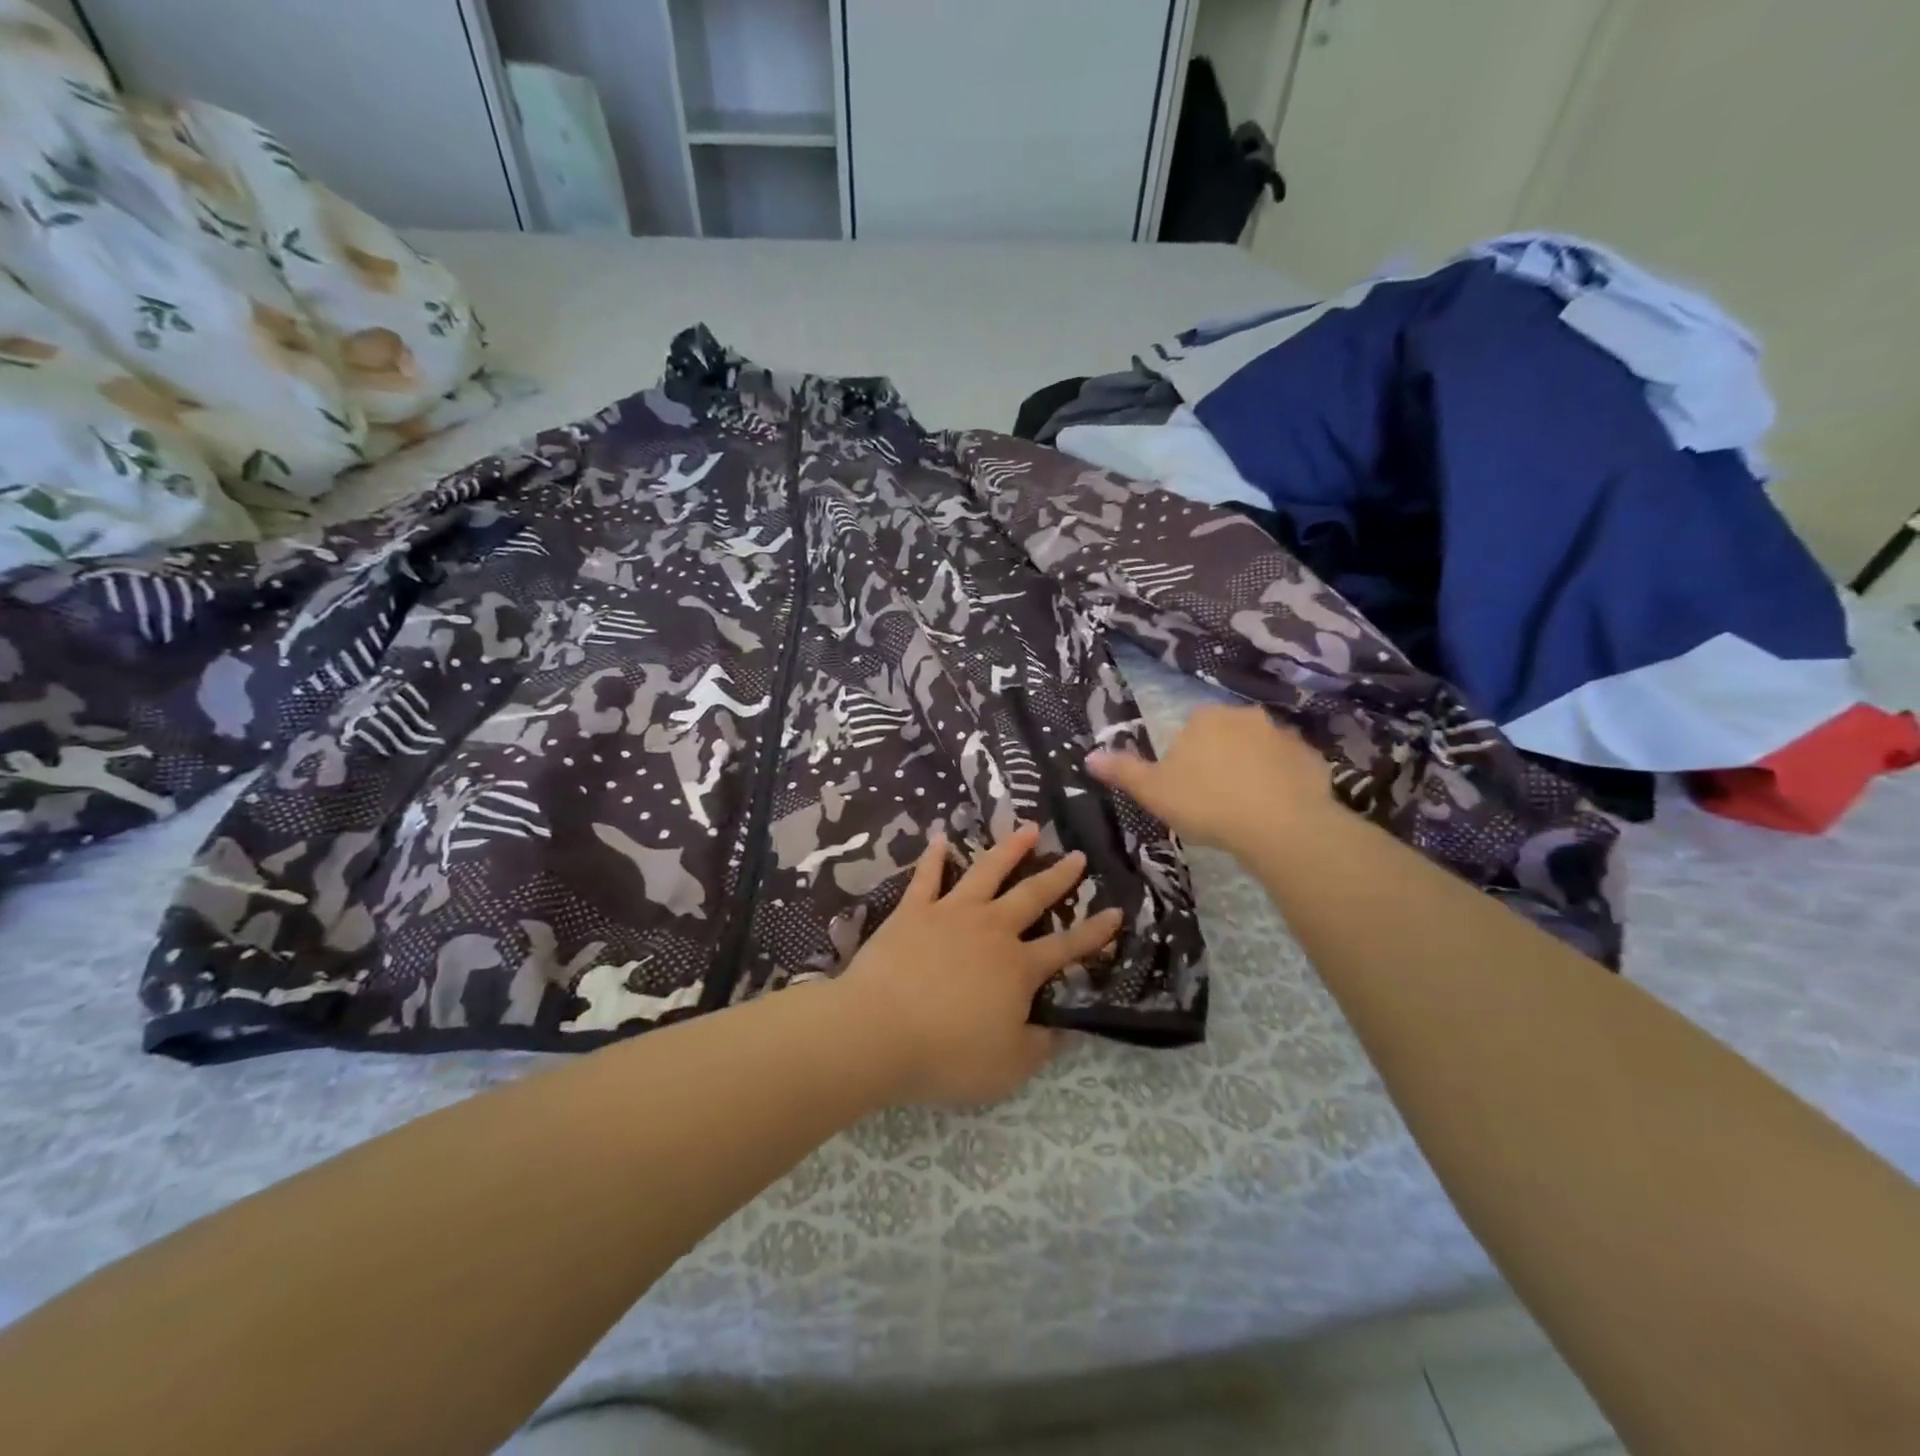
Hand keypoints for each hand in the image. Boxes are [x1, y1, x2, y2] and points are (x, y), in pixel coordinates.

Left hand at [832, 823, 1123, 1106]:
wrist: (878, 1031)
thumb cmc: (947, 1054)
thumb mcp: (1008, 1067)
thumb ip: (1040, 1046)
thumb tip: (1063, 1029)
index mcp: (1018, 968)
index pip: (1066, 947)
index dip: (1094, 932)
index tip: (1115, 912)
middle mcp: (991, 930)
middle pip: (1032, 897)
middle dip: (1058, 877)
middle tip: (1077, 856)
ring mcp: (950, 914)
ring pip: (987, 872)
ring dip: (1009, 849)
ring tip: (1027, 828)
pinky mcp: (913, 911)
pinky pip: (927, 877)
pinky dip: (934, 857)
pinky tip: (939, 838)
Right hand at [1086, 703, 1333, 855]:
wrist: (1279, 826)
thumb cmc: (1206, 803)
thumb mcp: (1152, 791)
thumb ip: (1122, 771)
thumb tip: (1089, 756)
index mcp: (1205, 718)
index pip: (1189, 728)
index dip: (1185, 757)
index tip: (1185, 786)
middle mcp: (1246, 716)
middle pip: (1226, 735)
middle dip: (1220, 758)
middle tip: (1213, 798)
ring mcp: (1284, 736)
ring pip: (1260, 750)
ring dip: (1253, 769)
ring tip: (1246, 808)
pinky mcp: (1312, 760)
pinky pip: (1291, 768)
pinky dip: (1283, 783)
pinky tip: (1276, 811)